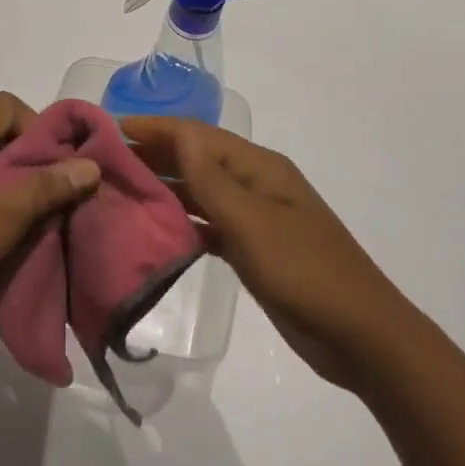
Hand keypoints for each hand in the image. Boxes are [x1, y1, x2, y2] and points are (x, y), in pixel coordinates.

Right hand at [123, 116, 410, 392]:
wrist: (361, 337)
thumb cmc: (305, 272)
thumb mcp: (253, 223)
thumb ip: (212, 180)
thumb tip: (178, 135)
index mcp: (258, 167)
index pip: (195, 135)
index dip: (153, 128)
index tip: (107, 131)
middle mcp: (254, 183)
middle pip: (196, 158)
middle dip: (152, 154)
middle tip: (103, 163)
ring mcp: (255, 216)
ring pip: (200, 190)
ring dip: (163, 187)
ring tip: (118, 191)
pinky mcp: (253, 247)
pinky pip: (208, 223)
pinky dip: (182, 220)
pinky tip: (153, 229)